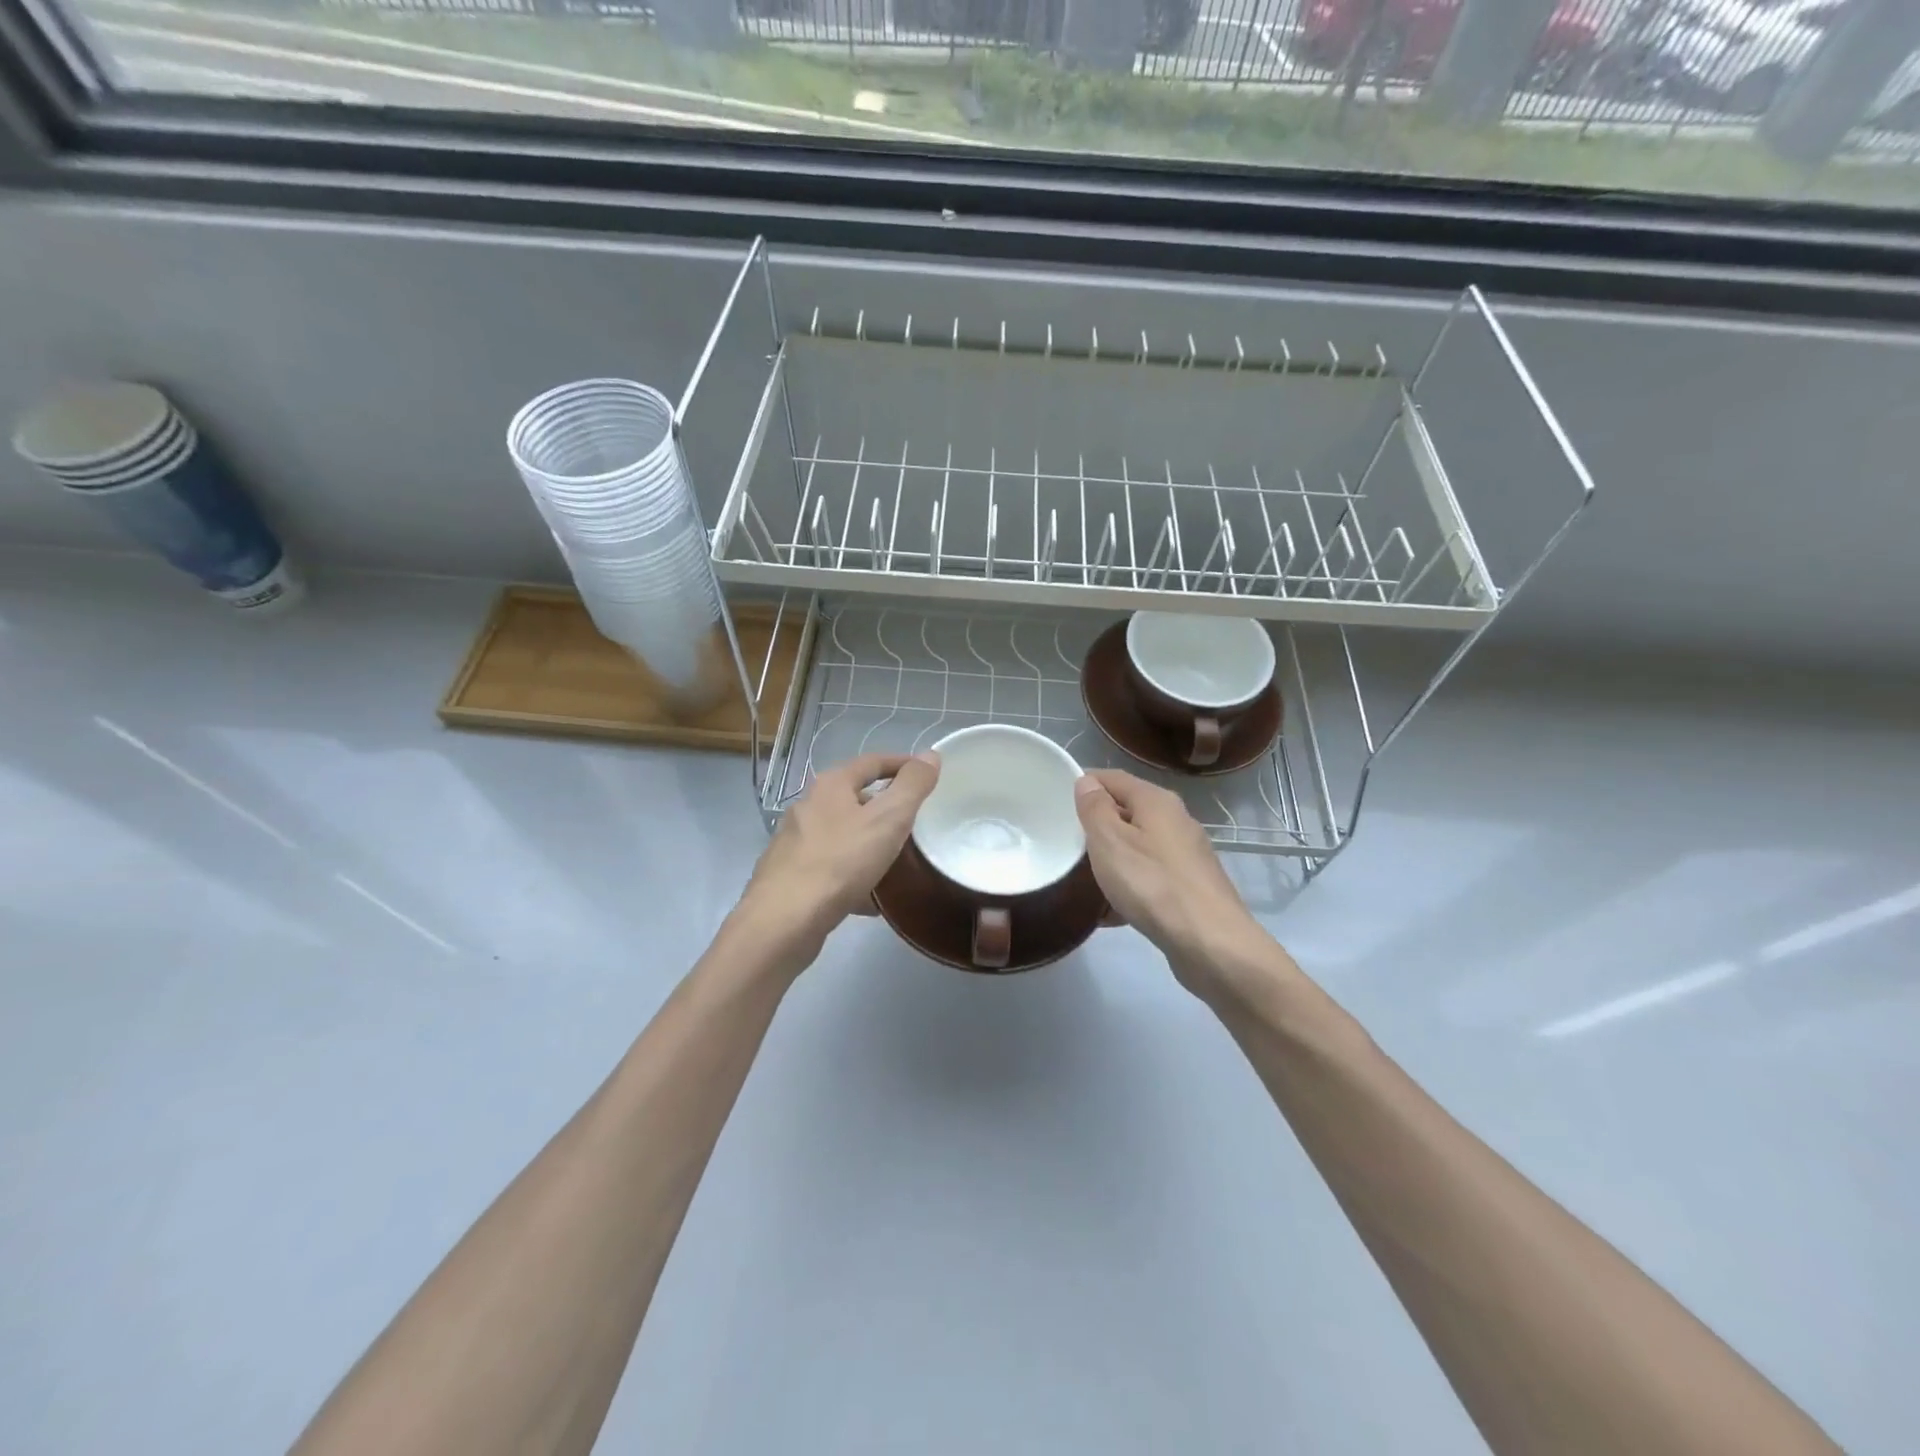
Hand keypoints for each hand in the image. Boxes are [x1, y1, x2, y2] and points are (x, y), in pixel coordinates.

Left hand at [733, 751, 939, 970]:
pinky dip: (854, 876)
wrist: (784, 921)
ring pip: (843, 835)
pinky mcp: (791, 877)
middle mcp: (808, 807)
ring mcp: (796, 843)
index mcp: (830, 786)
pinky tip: (872, 900)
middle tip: (916, 821)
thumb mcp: (888, 819)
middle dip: (886, 807)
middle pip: (854, 798)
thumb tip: (930, 755)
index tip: (928, 775)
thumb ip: (912, 786)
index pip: (872, 762)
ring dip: (870, 843)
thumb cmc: (840, 861)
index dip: (902, 764)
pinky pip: (832, 868)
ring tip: (898, 861)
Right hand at [1074, 769, 1274, 1000]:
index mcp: (1157, 801)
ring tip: (1082, 879)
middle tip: (1066, 842)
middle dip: (1097, 825)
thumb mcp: (1110, 842)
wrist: (1211, 943)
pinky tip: (1110, 912)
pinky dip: (1129, 886)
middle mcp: (1176, 821)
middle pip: (1128, 811)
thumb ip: (1095, 809)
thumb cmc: (1153, 884)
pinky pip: (1150, 877)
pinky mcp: (1191, 887)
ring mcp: (1187, 855)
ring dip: (1112, 859)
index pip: (1113, 778)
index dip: (1085, 783)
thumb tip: (1087, 782)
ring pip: (1138, 846)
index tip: (1057, 801)